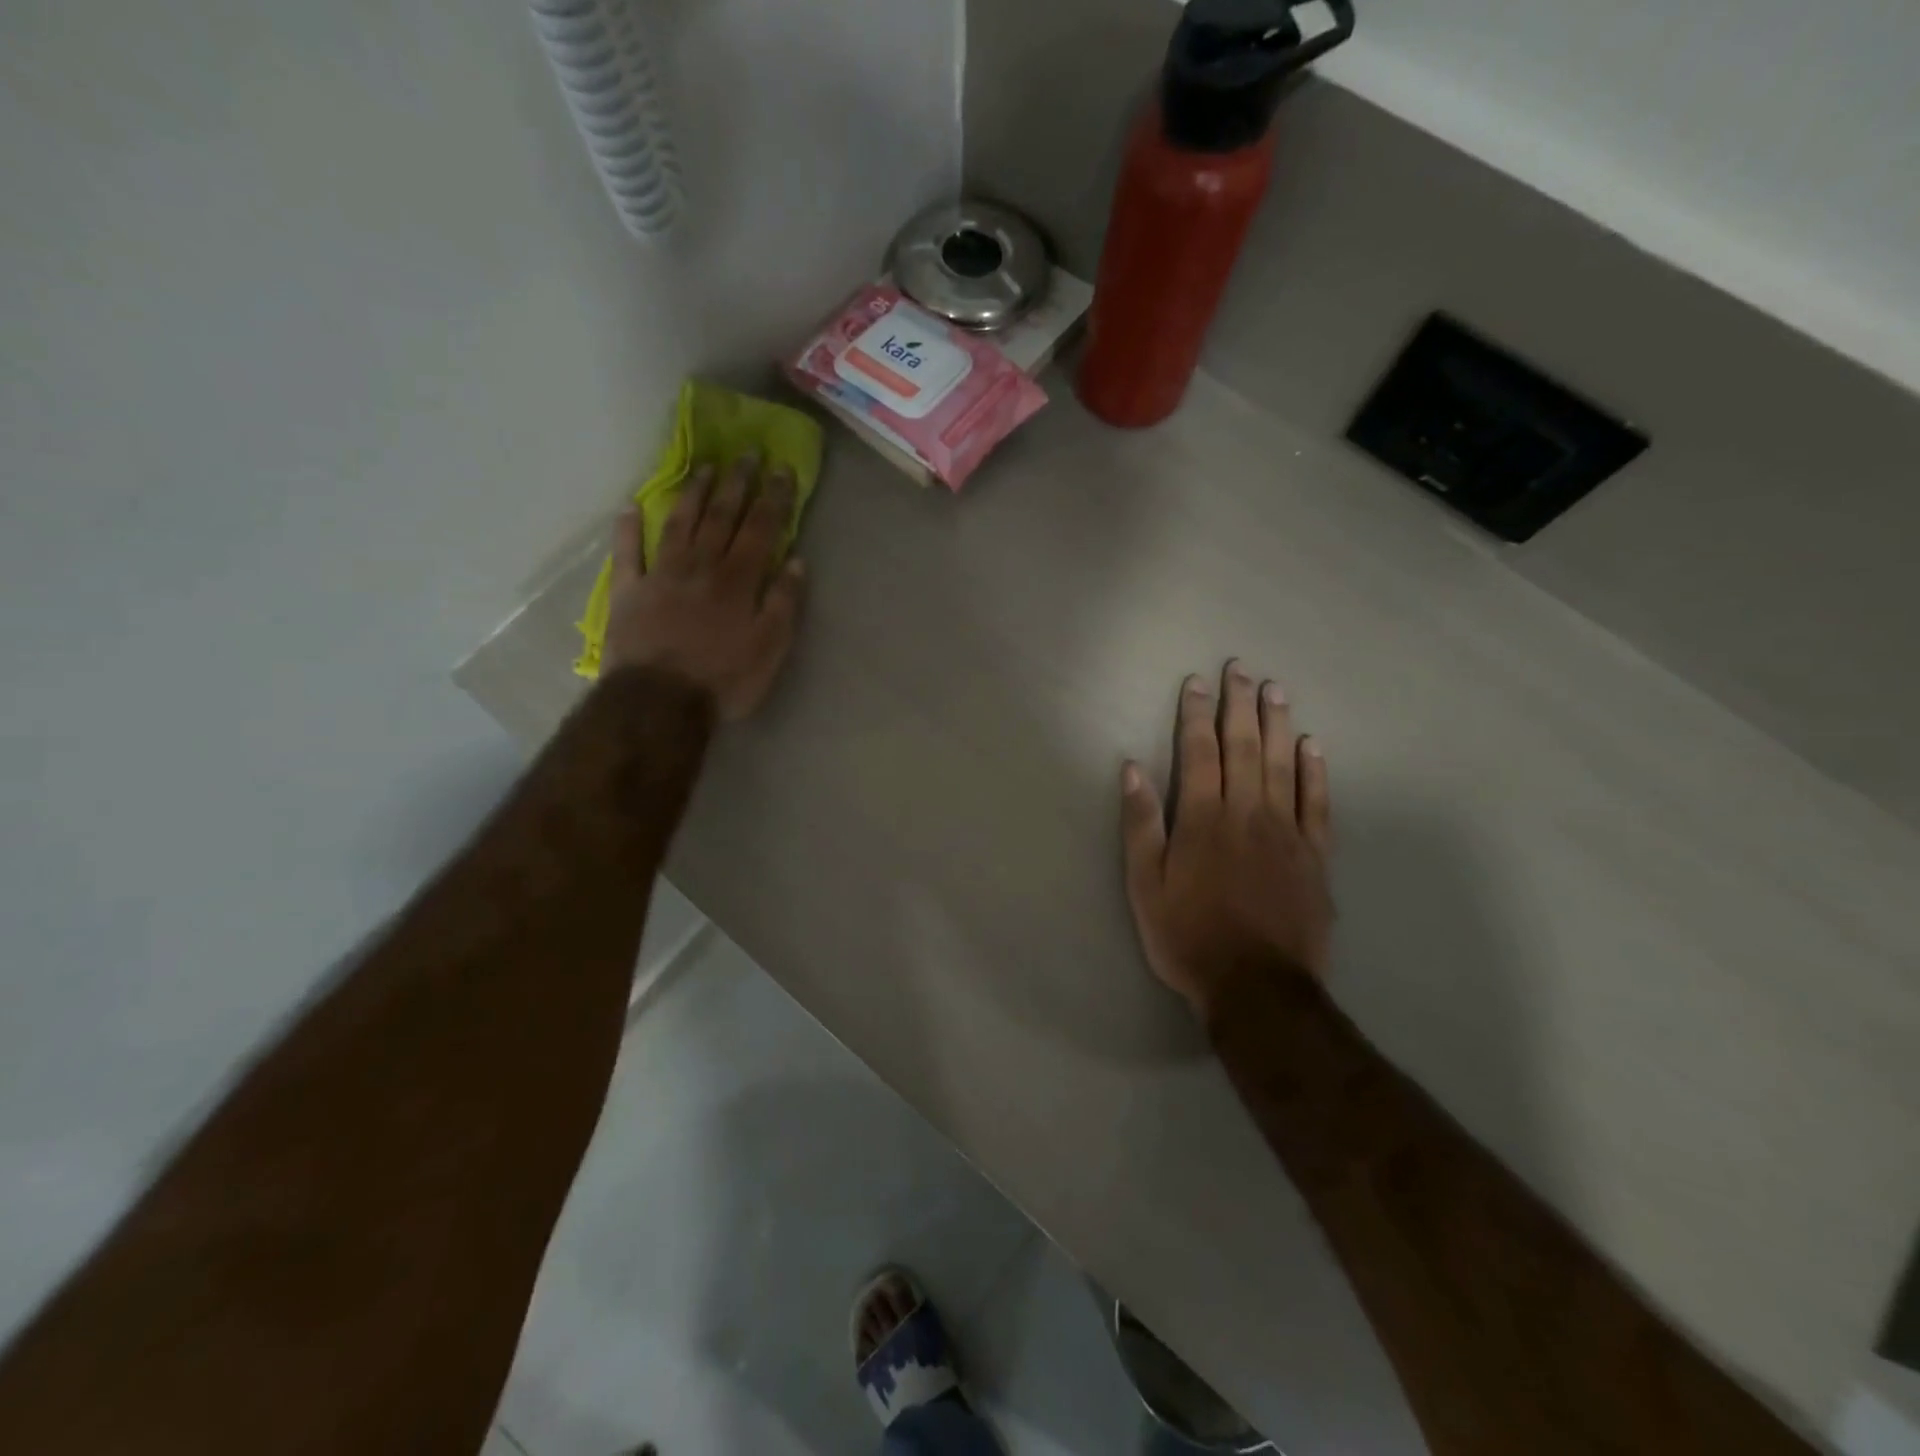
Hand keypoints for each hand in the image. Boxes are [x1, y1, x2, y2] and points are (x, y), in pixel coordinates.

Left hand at [601, 455, 805, 720]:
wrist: (660, 701)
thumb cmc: (724, 679)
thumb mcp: (770, 648)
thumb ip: (784, 603)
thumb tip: (796, 562)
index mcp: (738, 580)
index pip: (760, 528)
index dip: (773, 497)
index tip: (782, 469)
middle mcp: (701, 566)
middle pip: (721, 517)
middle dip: (737, 483)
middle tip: (746, 453)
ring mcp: (661, 575)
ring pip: (679, 524)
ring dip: (693, 493)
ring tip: (704, 468)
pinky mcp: (629, 591)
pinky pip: (627, 552)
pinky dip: (627, 528)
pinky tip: (630, 506)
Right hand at [1120, 660, 1333, 1019]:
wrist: (1256, 987)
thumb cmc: (1188, 937)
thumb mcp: (1145, 886)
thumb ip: (1141, 824)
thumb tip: (1132, 768)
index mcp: (1202, 820)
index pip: (1199, 753)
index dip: (1196, 715)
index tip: (1197, 682)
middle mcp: (1247, 814)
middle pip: (1244, 747)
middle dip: (1240, 705)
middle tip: (1241, 669)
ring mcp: (1287, 832)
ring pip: (1283, 765)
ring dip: (1278, 724)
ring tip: (1277, 690)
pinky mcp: (1315, 856)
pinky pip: (1317, 803)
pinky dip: (1315, 771)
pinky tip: (1313, 747)